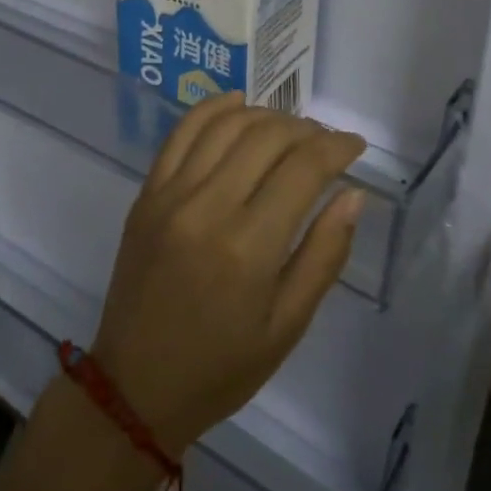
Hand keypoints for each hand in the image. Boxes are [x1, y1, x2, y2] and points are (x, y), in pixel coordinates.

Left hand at [89, 93, 367, 452]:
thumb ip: (324, 254)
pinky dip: (213, 108)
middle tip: (326, 143)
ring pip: (226, 124)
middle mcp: (208, 207)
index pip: (303, 168)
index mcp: (248, 247)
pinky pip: (181, 132)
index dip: (337, 147)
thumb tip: (353, 194)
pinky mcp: (147, 193)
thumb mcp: (288, 326)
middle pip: (266, 136)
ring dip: (265, 115)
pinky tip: (237, 104)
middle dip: (306, 129)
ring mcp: (170, 194)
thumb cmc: (221, 367)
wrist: (134, 386)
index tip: (355, 146)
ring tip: (290, 128)